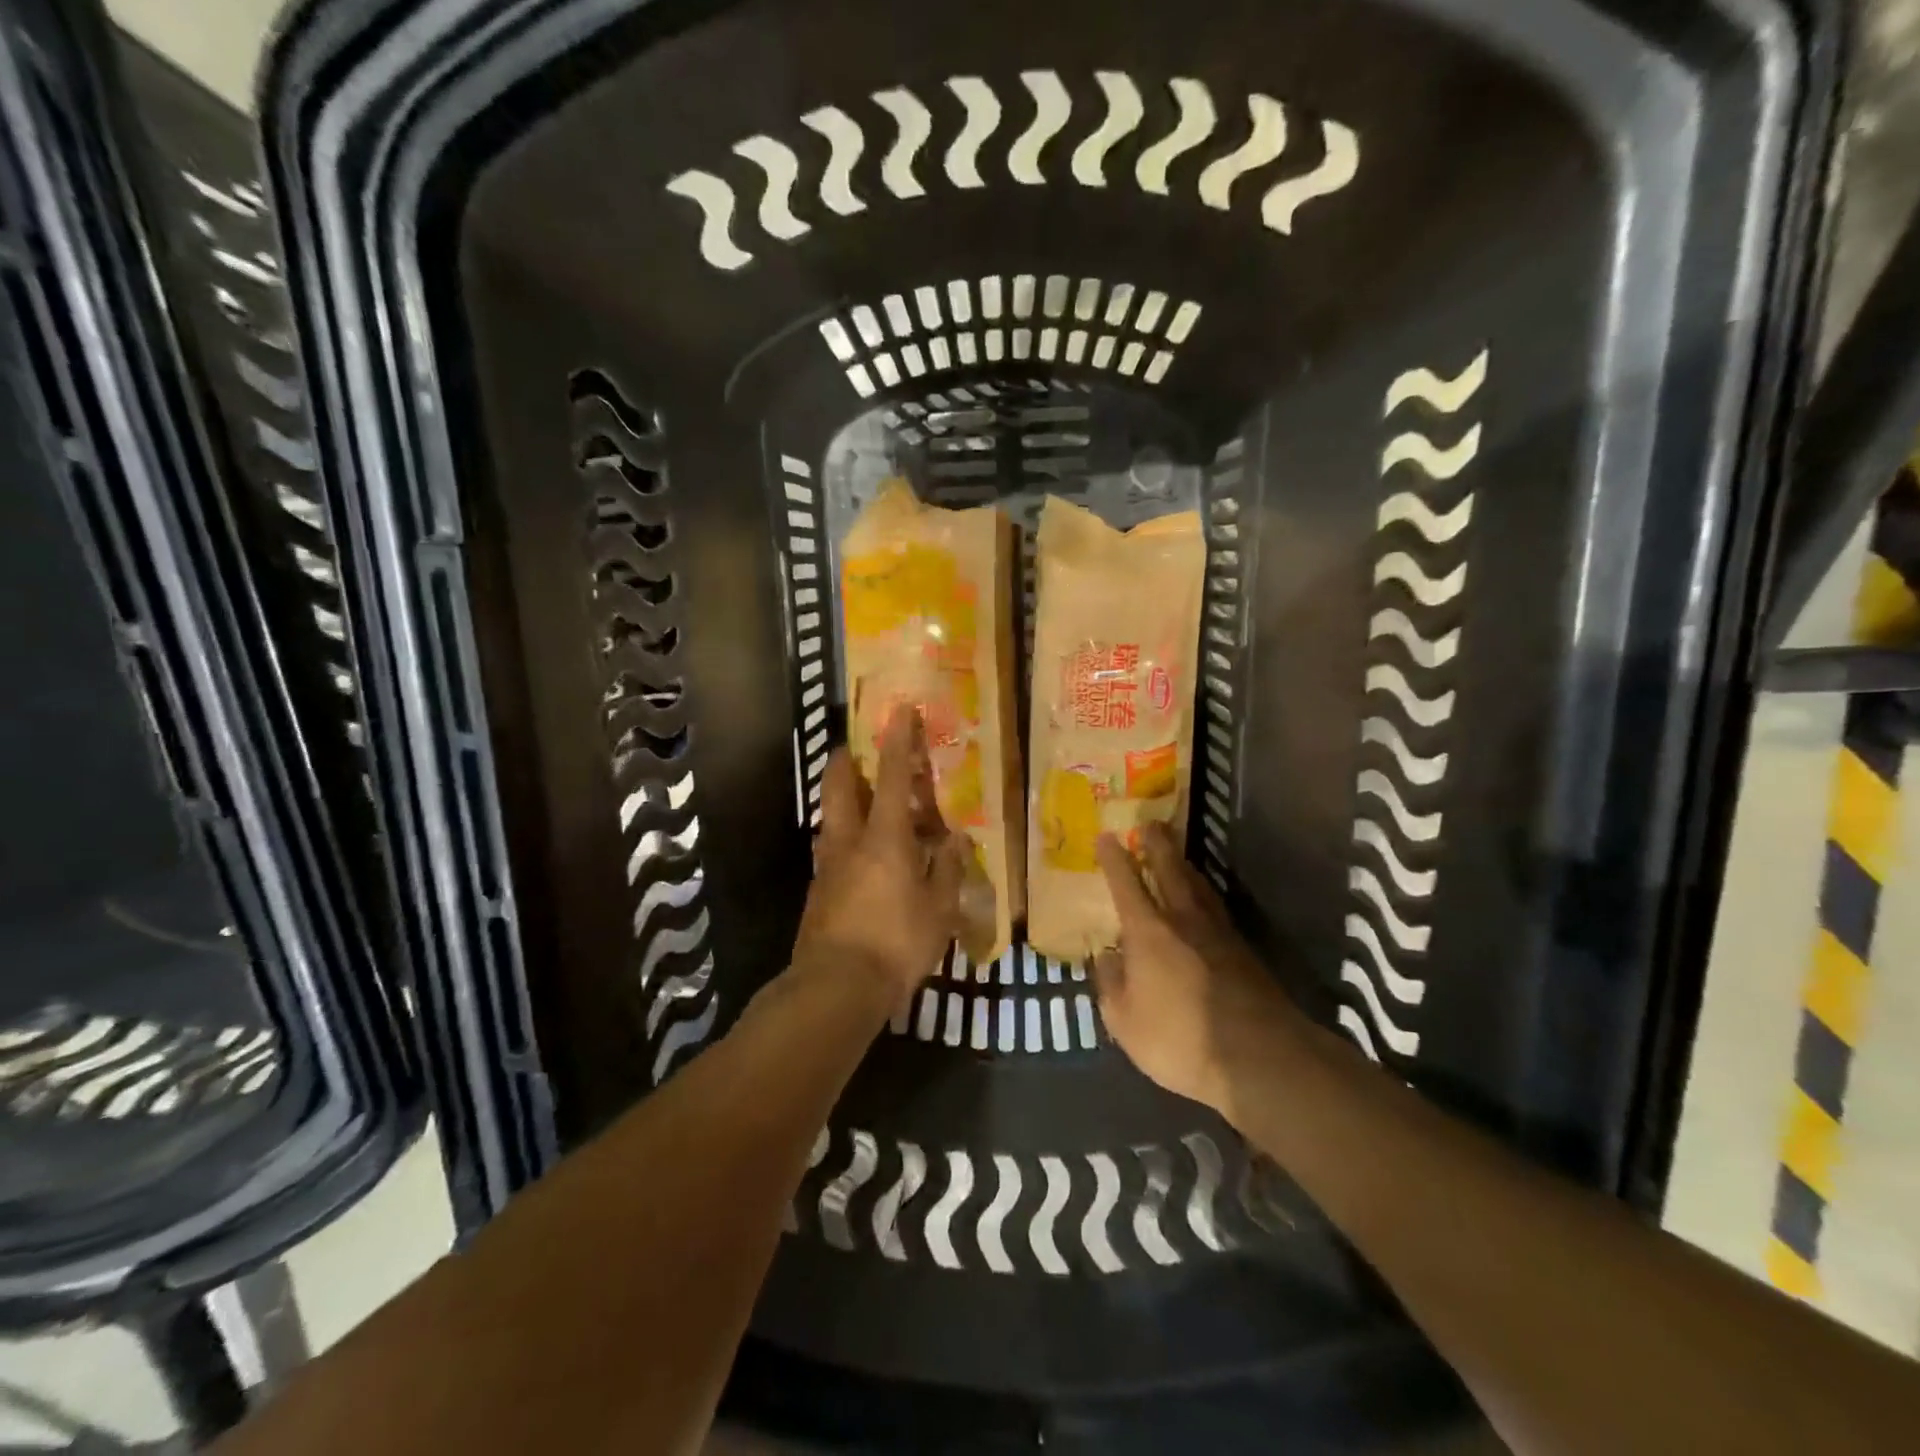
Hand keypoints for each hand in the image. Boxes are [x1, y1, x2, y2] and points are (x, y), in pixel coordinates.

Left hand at [791, 709, 967, 1014]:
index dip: (897, 740)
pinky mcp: (816, 890)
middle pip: (839, 786)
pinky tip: (857, 854)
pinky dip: (841, 836)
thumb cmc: (896, 943)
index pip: (893, 776)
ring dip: (840, 798)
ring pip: (829, 816)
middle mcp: (849, 841)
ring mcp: (827, 865)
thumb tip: (954, 838)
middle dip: (846, 760)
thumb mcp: (938, 909)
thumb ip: (946, 869)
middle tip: (852, 747)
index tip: (899, 710)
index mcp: (885, 838)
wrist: (835, 987)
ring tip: (857, 798)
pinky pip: (829, 848)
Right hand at [1093, 824, 1303, 1123]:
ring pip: (1198, 887)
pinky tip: (1204, 902)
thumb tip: (1106, 956)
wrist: (1259, 1057)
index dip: (1115, 860)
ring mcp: (1219, 934)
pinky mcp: (1244, 952)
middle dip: (1157, 846)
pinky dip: (1205, 895)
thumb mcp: (1125, 1021)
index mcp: (1148, 932)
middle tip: (1151, 823)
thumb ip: (1111, 985)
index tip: (1107, 836)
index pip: (1127, 885)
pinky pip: (1217, 910)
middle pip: (1170, 871)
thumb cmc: (1180, 1038)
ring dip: (1185, 865)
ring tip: (1178, 854)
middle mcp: (1184, 921)